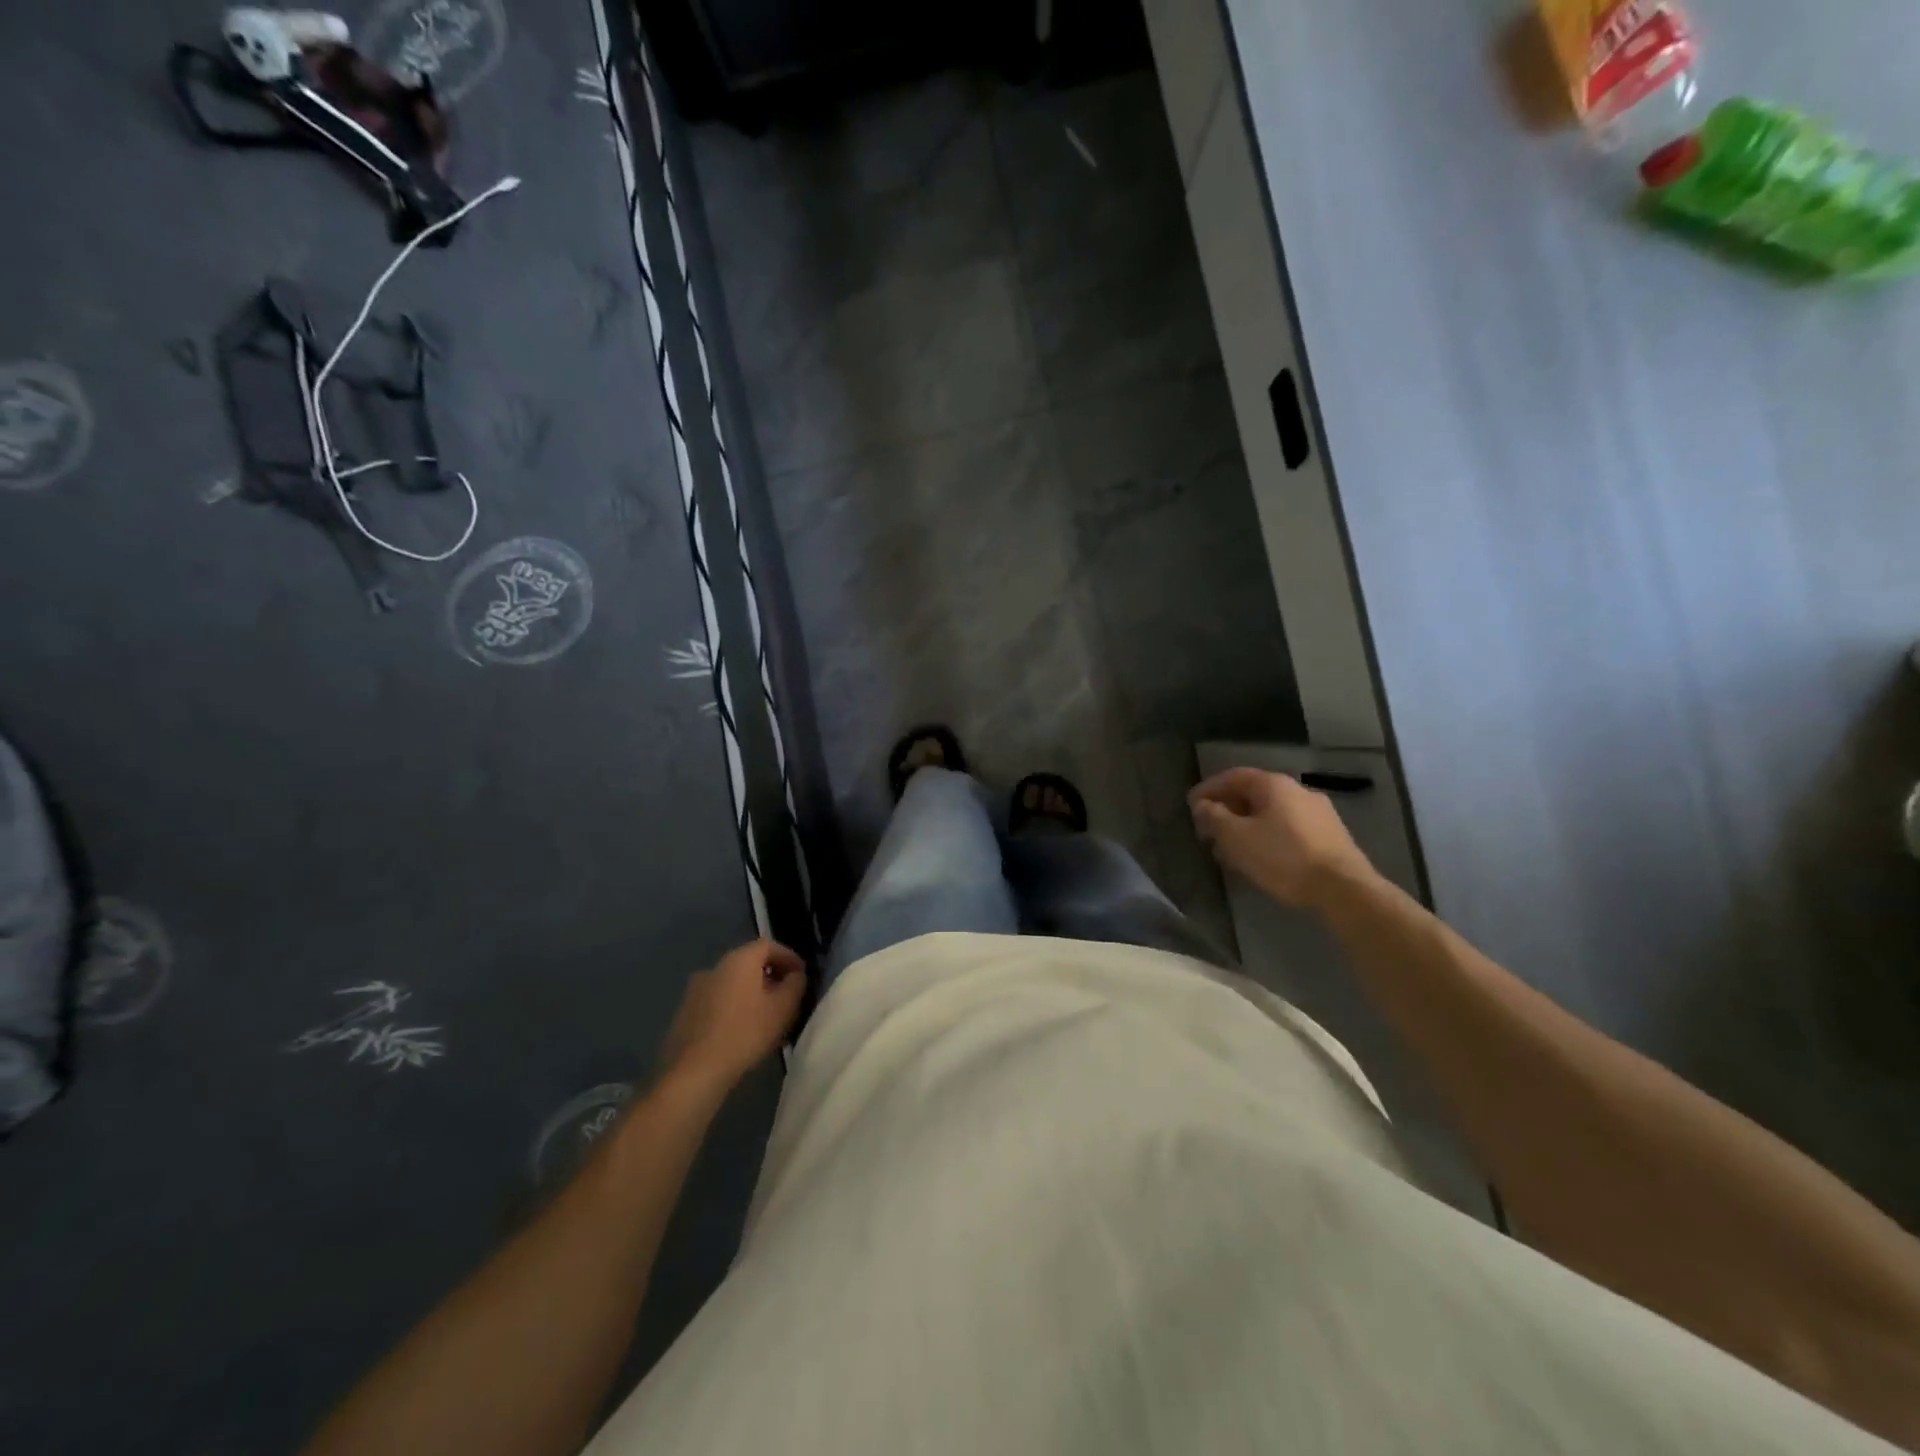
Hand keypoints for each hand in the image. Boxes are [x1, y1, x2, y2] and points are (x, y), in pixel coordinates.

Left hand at [658, 939, 806, 1094]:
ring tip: (766, 1018)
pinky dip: (734, 1008)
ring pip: (733, 984)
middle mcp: (714, 967)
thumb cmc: (745, 1033)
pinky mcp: (685, 1013)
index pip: (768, 945)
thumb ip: (796, 984)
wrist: (693, 1072)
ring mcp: (696, 990)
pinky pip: (718, 1001)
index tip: (801, 976)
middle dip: (771, 977)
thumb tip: (795, 975)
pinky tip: (742, 1031)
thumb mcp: (783, 1008)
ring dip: (752, 994)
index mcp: (738, 959)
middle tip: (787, 998)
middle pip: (749, 963)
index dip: (789, 957)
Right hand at [1189, 768, 1375, 909]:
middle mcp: (1298, 790)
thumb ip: (1215, 817)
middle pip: (1252, 794)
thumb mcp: (1237, 838)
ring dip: (1246, 827)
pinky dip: (1266, 837)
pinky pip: (1288, 828)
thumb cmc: (1283, 857)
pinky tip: (1260, 858)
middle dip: (1226, 811)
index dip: (1208, 789)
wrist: (1344, 889)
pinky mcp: (1330, 836)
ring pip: (1270, 814)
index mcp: (1274, 785)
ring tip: (1230, 850)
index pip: (1233, 776)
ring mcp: (1318, 813)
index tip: (1190, 806)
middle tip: (1208, 831)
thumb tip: (1203, 805)